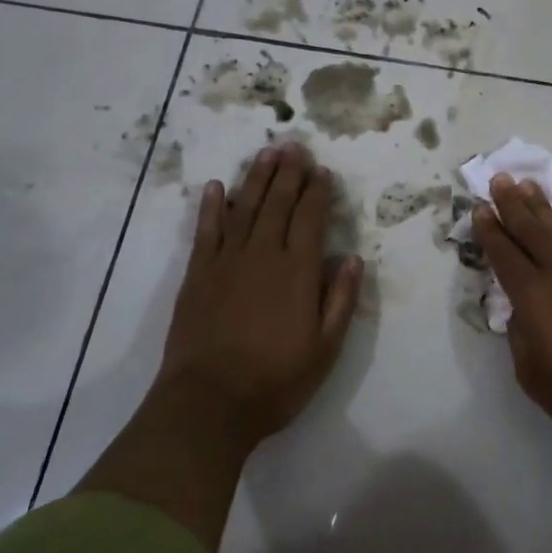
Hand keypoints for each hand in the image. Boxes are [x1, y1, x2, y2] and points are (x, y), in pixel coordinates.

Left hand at [160, 142, 363, 450]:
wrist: (208, 404)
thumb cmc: (275, 380)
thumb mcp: (324, 349)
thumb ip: (340, 300)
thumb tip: (353, 258)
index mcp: (298, 272)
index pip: (311, 219)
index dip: (318, 192)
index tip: (322, 171)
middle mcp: (264, 256)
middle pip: (278, 204)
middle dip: (289, 174)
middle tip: (295, 147)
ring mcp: (227, 262)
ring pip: (245, 208)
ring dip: (257, 179)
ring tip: (267, 153)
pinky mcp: (198, 275)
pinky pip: (207, 231)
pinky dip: (213, 207)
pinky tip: (218, 187)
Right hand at [472, 174, 551, 446]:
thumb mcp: (529, 370)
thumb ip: (520, 334)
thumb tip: (521, 311)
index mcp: (532, 295)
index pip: (505, 255)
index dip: (490, 231)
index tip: (480, 208)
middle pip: (530, 231)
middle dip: (512, 205)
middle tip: (500, 179)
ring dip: (539, 208)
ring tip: (526, 186)